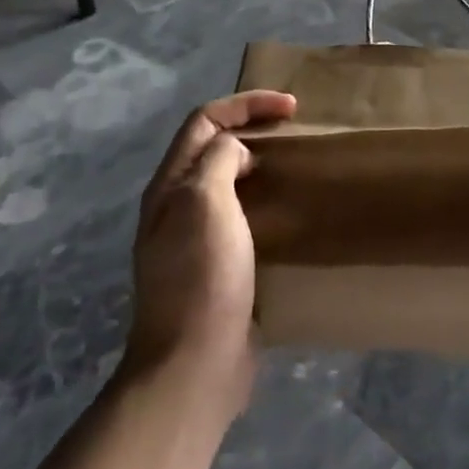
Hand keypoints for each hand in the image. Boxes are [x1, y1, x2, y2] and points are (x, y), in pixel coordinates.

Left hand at [124, 90, 297, 388]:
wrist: (195, 363)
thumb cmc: (202, 276)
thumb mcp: (206, 203)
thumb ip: (218, 161)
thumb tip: (236, 150)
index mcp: (171, 186)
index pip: (204, 121)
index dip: (246, 105)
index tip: (291, 108)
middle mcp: (178, 206)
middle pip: (212, 147)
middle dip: (251, 127)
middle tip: (295, 130)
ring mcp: (196, 238)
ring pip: (229, 181)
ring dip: (260, 163)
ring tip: (296, 163)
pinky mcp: (218, 265)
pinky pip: (242, 215)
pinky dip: (266, 199)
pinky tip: (290, 211)